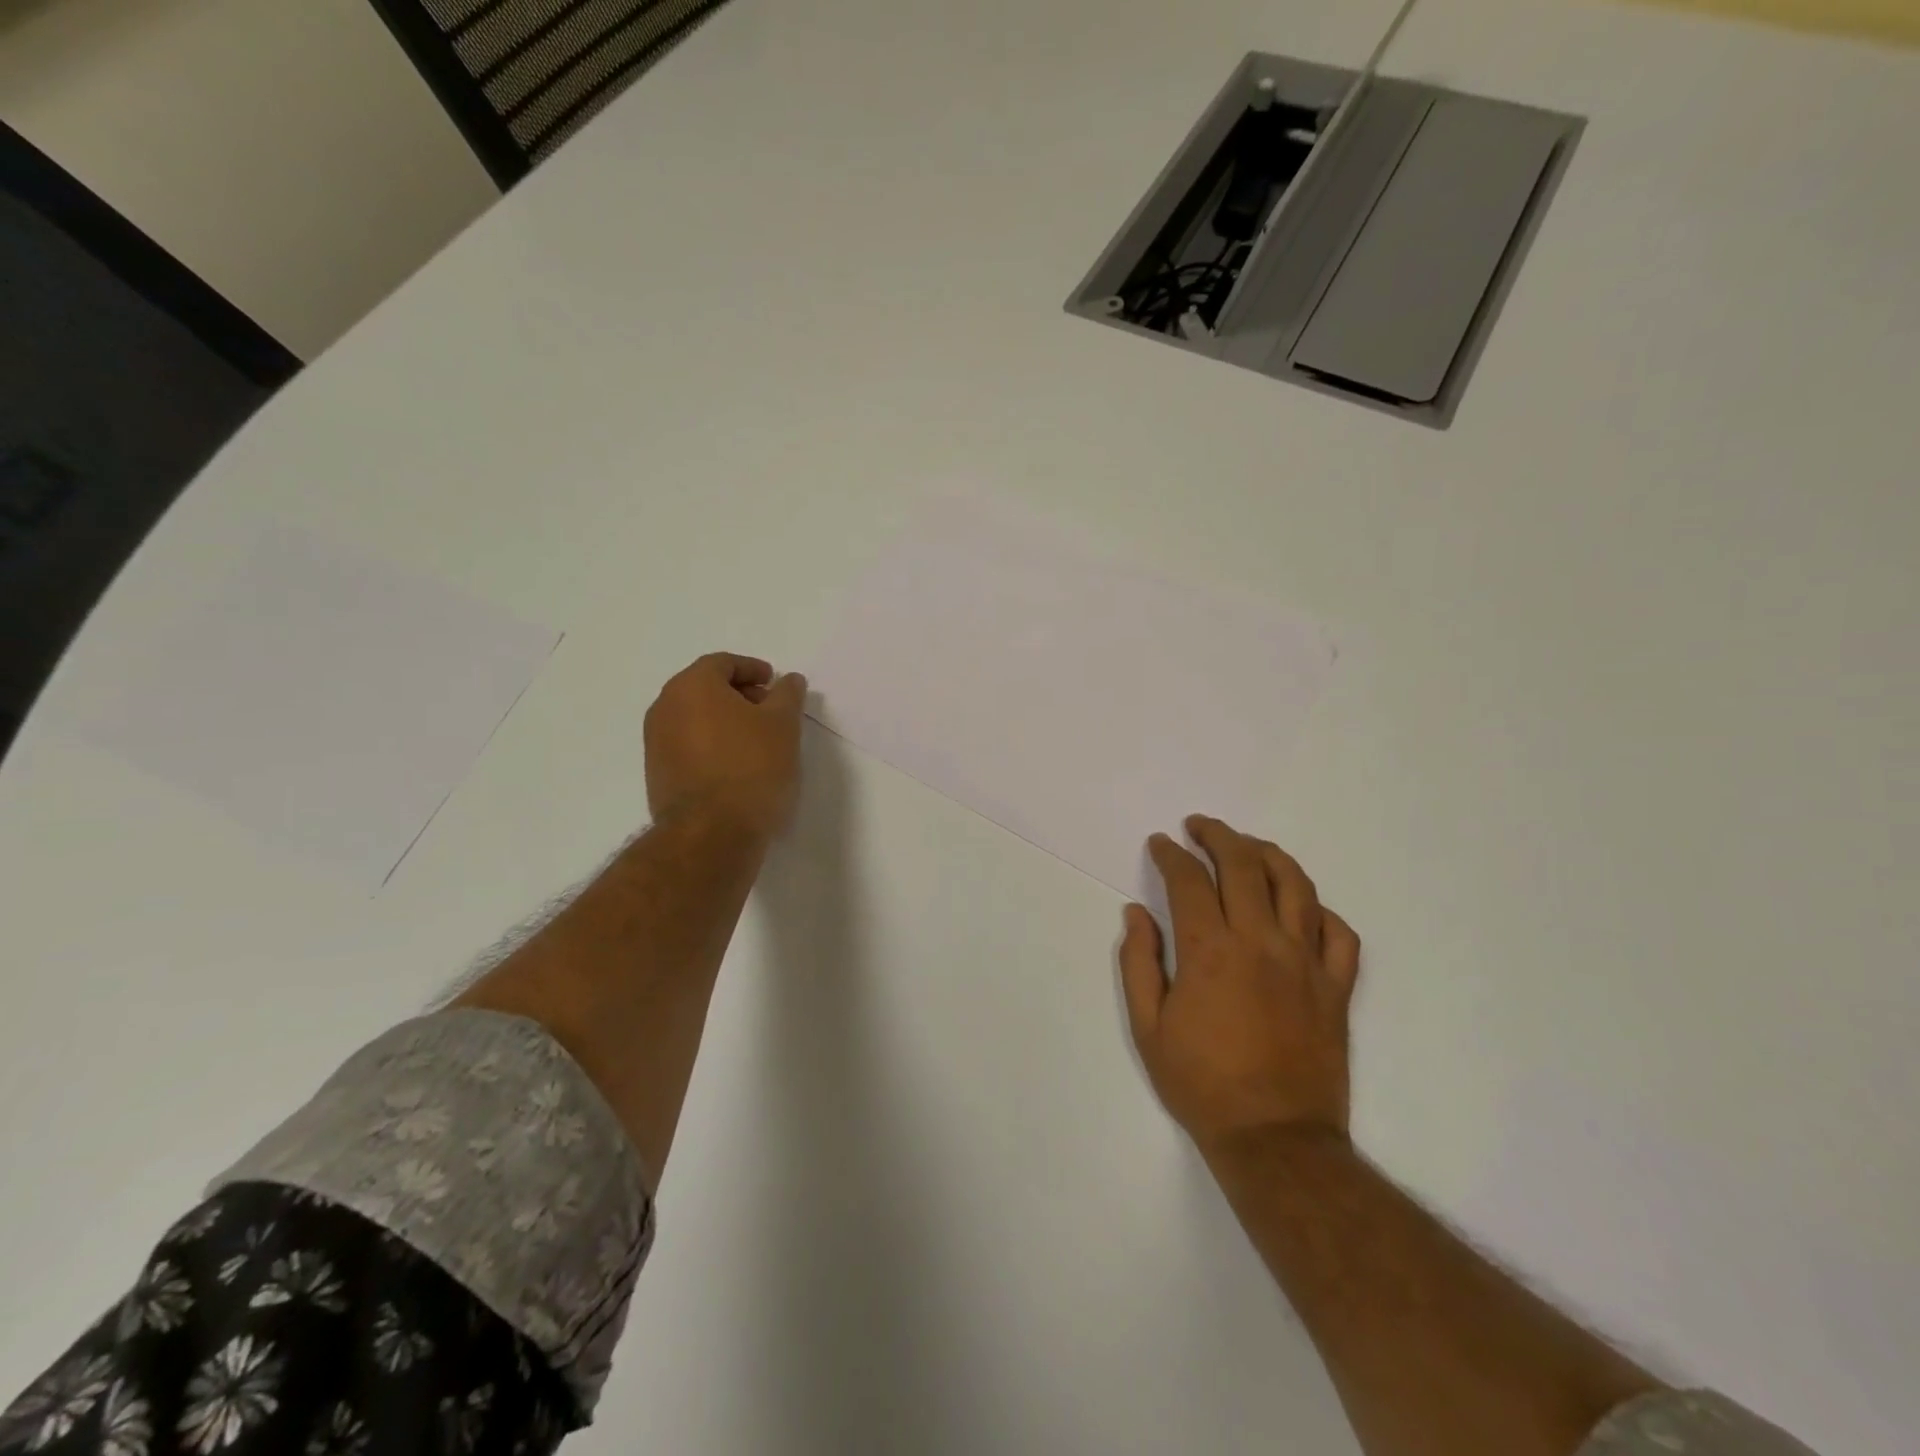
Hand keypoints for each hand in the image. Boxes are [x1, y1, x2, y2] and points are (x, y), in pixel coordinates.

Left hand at [644, 653, 807, 839]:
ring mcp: (655, 742)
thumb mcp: (783, 725)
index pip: (722, 663)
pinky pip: (687, 744)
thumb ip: (787, 695)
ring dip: (724, 720)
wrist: (711, 833)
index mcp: (692, 686)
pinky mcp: (657, 773)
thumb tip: (788, 680)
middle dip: (738, 694)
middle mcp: (665, 706)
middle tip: (769, 711)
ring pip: (694, 717)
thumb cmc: (752, 767)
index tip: (774, 684)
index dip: (752, 669)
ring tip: (756, 740)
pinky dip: (710, 744)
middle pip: (704, 687)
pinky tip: (736, 764)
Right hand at [1119, 816, 1359, 1157]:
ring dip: (1268, 854)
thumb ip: (1138, 962)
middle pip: (1244, 865)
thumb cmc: (1201, 1084)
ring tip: (1248, 847)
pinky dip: (1319, 909)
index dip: (1172, 854)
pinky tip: (1300, 906)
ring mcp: (1306, 962)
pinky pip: (1339, 933)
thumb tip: (1137, 913)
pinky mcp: (1336, 987)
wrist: (1274, 1138)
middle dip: (1218, 836)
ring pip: (1295, 885)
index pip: (1190, 880)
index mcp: (1210, 950)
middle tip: (1199, 827)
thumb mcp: (1148, 1027)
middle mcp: (1261, 942)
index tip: (1161, 844)